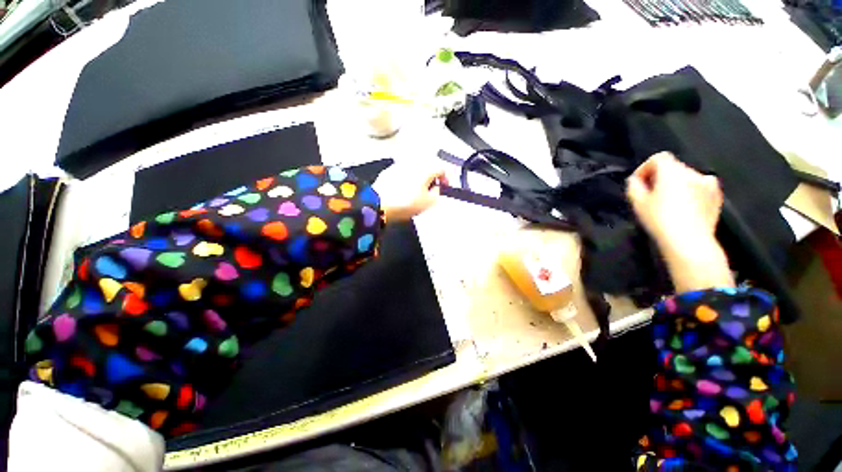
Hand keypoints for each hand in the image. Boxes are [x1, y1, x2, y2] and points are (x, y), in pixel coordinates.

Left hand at [373, 162, 447, 221]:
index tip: (444, 188)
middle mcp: (414, 163)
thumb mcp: (428, 203)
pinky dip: (406, 178)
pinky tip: (404, 188)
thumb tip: (435, 187)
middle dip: (431, 176)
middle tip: (431, 188)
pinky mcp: (388, 170)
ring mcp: (399, 165)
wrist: (378, 203)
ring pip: (414, 168)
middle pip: (427, 166)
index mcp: (426, 168)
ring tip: (417, 189)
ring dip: (418, 176)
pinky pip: (402, 172)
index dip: (445, 178)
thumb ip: (436, 193)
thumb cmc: (406, 203)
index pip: (441, 168)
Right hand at [626, 152, 734, 292]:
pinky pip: (706, 189)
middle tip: (658, 198)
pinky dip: (701, 194)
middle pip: (673, 169)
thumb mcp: (639, 205)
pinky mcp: (715, 197)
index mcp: (669, 166)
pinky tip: (696, 205)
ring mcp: (704, 182)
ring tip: (677, 205)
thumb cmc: (663, 224)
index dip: (647, 170)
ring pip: (690, 179)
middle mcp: (688, 169)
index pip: (655, 159)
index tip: (641, 185)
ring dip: (683, 187)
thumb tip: (635, 182)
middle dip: (665, 180)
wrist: (690, 246)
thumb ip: (634, 187)